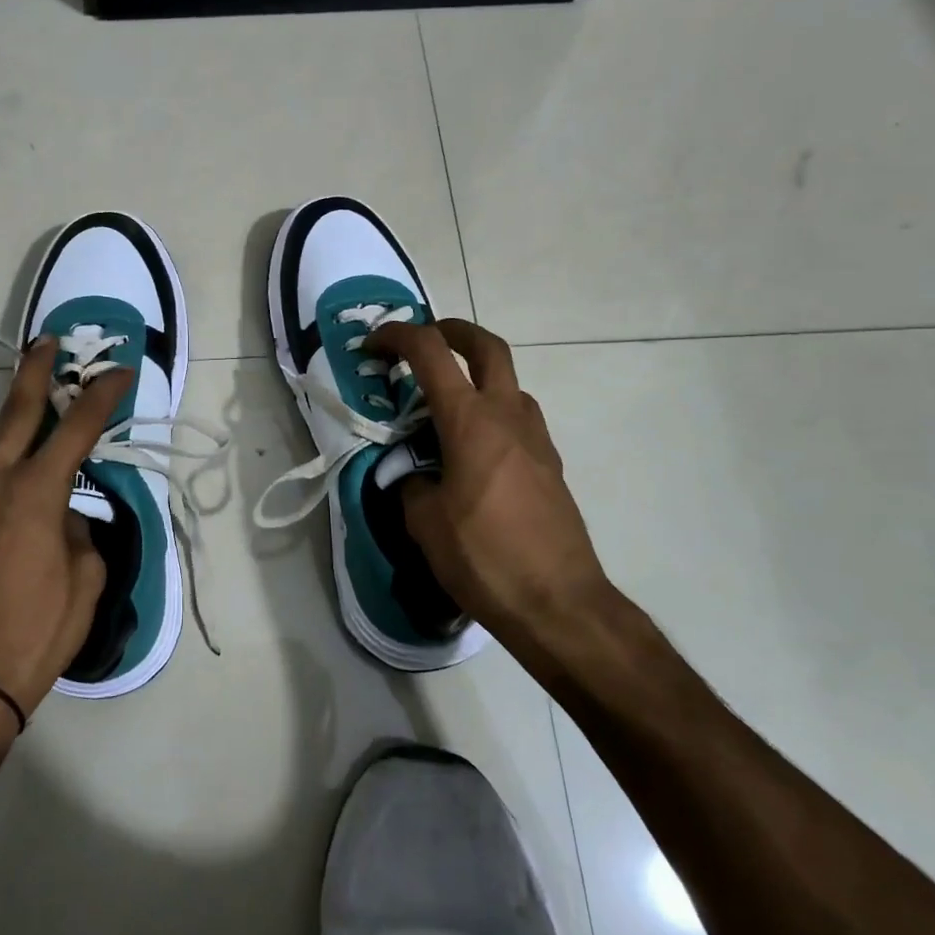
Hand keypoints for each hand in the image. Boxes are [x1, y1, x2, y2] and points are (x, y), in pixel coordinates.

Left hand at [0, 338, 129, 721]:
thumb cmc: (34, 634)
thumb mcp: (84, 583)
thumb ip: (81, 536)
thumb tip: (67, 520)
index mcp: (35, 494)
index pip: (76, 429)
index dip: (101, 396)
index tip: (121, 372)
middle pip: (16, 415)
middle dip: (34, 374)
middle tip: (47, 341)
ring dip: (15, 412)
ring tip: (35, 393)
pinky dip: (5, 454)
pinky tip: (20, 466)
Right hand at [365, 319, 609, 657]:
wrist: (560, 604)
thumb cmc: (484, 558)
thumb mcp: (425, 522)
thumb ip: (410, 483)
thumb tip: (410, 474)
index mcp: (470, 421)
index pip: (431, 352)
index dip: (398, 336)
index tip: (374, 344)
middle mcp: (508, 416)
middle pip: (487, 346)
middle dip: (453, 331)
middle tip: (425, 339)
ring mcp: (536, 438)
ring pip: (508, 382)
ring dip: (476, 375)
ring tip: (443, 405)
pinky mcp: (550, 464)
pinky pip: (518, 417)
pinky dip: (491, 412)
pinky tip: (472, 450)